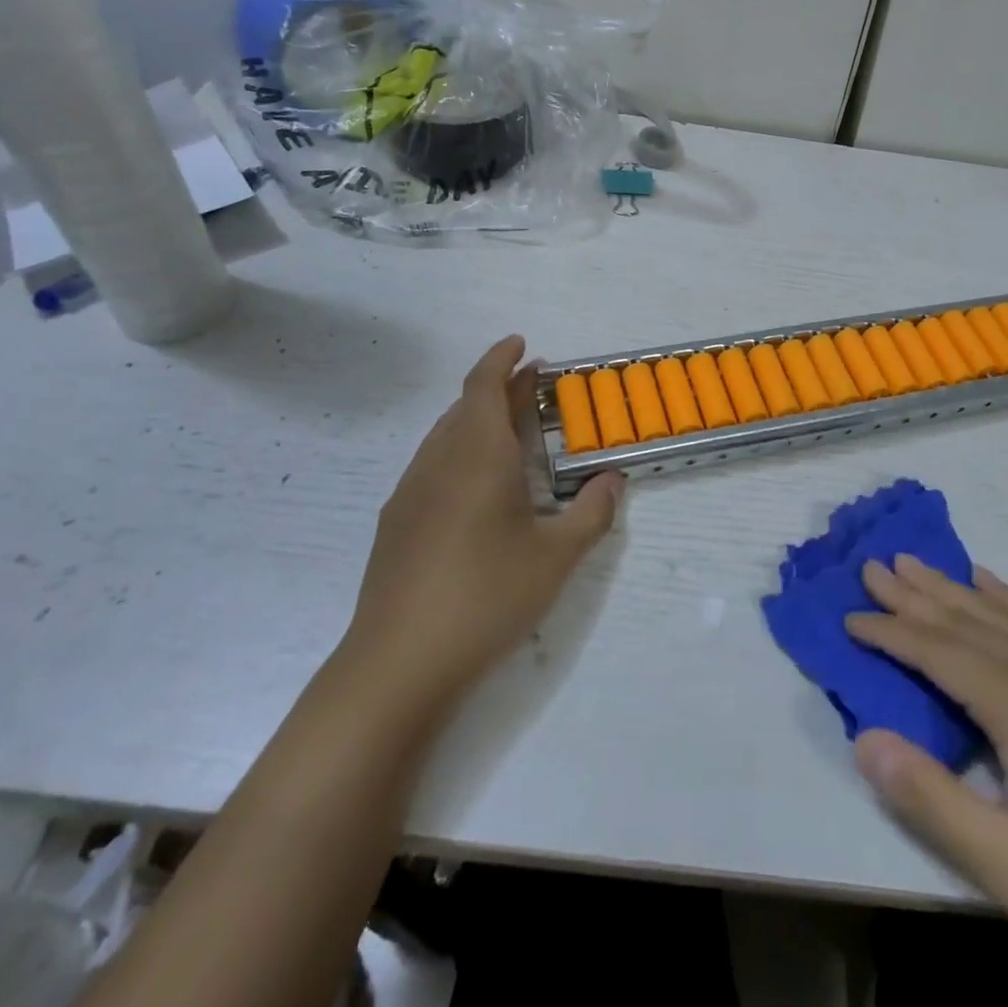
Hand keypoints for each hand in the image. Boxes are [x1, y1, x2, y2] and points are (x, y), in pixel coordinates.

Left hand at [341, 335, 622, 715]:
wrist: (398, 662)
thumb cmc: (486, 596)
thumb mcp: (556, 557)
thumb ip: (592, 512)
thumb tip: (613, 480)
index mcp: (476, 456)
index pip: (483, 386)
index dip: (501, 359)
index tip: (522, 344)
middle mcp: (438, 462)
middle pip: (466, 407)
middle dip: (499, 389)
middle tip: (534, 387)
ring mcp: (410, 492)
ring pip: (444, 436)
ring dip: (477, 420)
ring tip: (510, 430)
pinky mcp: (395, 523)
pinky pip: (431, 465)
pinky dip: (458, 452)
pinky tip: (476, 488)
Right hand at [845, 556, 1007, 997]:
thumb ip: (931, 799)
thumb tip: (865, 739)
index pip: (934, 651)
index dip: (887, 632)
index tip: (848, 618)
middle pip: (963, 617)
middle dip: (912, 591)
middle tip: (871, 563)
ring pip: (999, 611)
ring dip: (950, 585)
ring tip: (915, 560)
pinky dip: (1006, 595)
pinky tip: (991, 584)